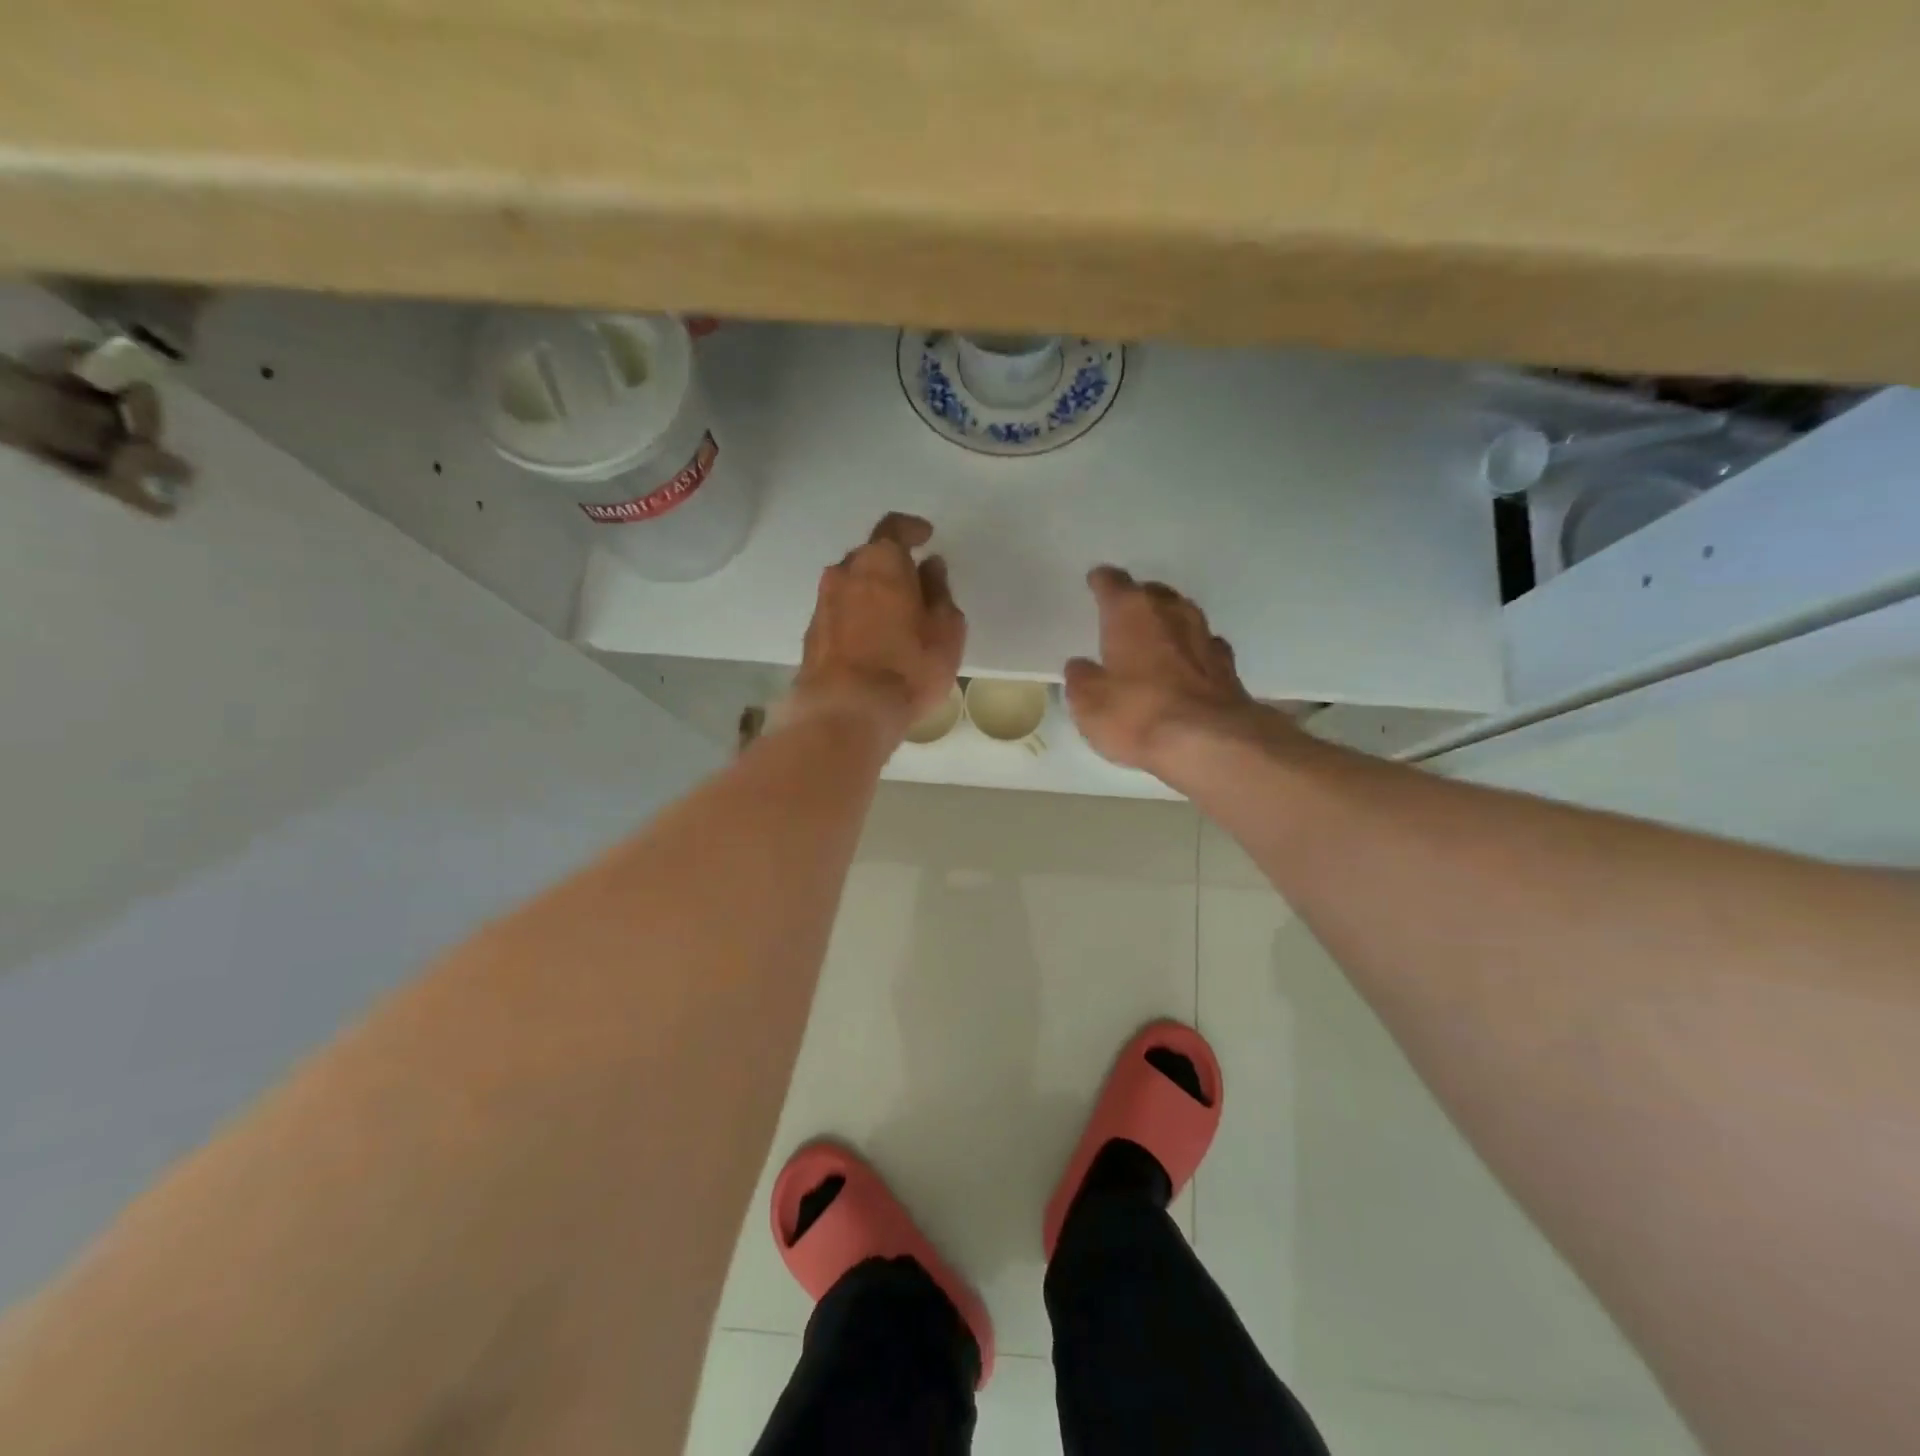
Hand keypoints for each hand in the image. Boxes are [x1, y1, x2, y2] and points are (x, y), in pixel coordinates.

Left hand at [790, 513, 965, 738]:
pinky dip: (856, 617)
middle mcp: (844, 573)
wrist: (844, 711)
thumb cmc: (906, 668)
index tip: (926, 536)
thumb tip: (930, 567)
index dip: (911, 528)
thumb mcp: (945, 632)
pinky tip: (872, 640)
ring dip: (871, 592)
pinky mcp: (811, 635)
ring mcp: (822, 604)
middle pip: (869, 557)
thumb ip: (940, 593)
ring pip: (851, 585)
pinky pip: (840, 613)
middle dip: (891, 565)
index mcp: (881, 562)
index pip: (893, 527)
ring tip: (894, 616)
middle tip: (914, 584)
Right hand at [1065, 567, 1268, 773]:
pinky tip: (1187, 664)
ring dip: (1168, 623)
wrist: (1210, 742)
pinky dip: (1192, 652)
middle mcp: (1171, 613)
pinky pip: (1204, 647)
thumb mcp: (1088, 702)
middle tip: (1124, 612)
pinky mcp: (1228, 667)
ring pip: (1183, 616)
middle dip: (1138, 599)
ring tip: (1155, 636)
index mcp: (1131, 612)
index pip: (1112, 583)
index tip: (1095, 581)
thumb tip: (1082, 667)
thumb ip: (1081, 678)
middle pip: (1153, 594)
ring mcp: (1204, 638)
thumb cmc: (1137, 713)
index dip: (1101, 581)